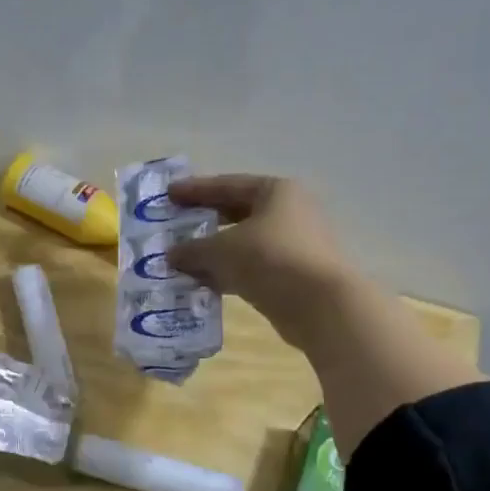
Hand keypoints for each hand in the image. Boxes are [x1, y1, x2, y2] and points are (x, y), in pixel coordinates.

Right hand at [165, 175, 353, 346]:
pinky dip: (227, 272)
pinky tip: (203, 283)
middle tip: (174, 226)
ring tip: (182, 260)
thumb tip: (171, 254)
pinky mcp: (293, 275)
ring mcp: (293, 245)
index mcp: (275, 192)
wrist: (320, 305)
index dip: (195, 190)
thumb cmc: (270, 259)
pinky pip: (251, 267)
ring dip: (213, 252)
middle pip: (237, 213)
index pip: (227, 185)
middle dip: (204, 221)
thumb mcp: (221, 250)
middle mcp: (289, 212)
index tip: (169, 194)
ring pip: (243, 243)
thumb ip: (192, 249)